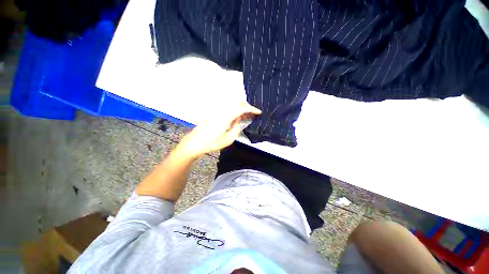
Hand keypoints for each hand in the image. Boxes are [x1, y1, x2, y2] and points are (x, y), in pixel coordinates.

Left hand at [176, 102, 261, 158]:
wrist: (194, 143)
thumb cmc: (211, 143)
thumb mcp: (228, 139)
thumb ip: (236, 128)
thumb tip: (239, 121)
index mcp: (226, 117)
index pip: (241, 108)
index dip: (251, 109)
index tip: (258, 112)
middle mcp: (222, 112)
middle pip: (237, 105)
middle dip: (247, 108)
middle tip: (253, 115)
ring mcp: (217, 113)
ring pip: (232, 107)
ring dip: (241, 110)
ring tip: (246, 117)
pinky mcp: (215, 115)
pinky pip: (228, 111)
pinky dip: (235, 113)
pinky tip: (237, 118)